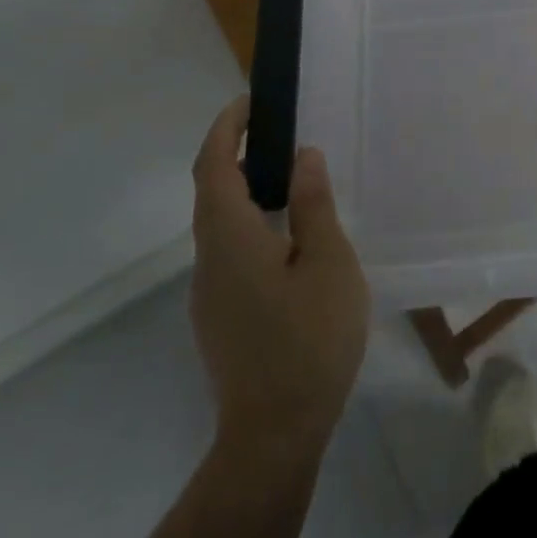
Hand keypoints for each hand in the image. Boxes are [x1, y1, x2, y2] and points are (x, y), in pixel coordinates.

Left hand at [190, 98, 369, 457]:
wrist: (273, 436)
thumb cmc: (309, 341)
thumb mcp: (328, 263)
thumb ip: (313, 205)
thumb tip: (303, 156)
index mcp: (231, 238)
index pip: (213, 167)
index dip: (225, 128)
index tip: (249, 101)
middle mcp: (209, 259)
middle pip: (211, 192)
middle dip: (237, 153)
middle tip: (281, 131)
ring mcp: (209, 293)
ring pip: (220, 224)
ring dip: (246, 189)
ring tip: (292, 177)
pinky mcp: (220, 316)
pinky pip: (229, 250)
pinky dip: (251, 222)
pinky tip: (289, 238)